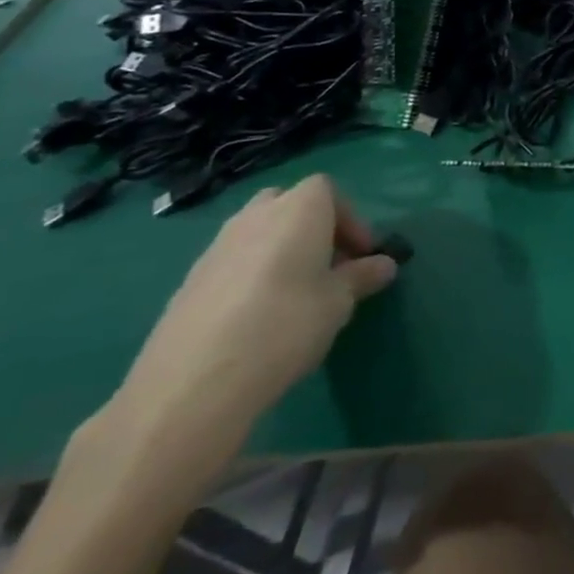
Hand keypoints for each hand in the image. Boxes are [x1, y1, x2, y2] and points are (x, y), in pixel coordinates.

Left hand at [109, 176, 396, 475]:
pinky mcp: (189, 283)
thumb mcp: (339, 301)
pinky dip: (251, 275)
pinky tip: (258, 316)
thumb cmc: (286, 324)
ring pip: (256, 233)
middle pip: (287, 203)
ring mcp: (215, 249)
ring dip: (280, 251)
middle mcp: (254, 217)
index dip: (349, 219)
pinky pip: (232, 263)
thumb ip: (362, 276)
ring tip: (295, 293)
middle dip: (311, 226)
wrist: (193, 383)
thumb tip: (384, 264)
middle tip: (328, 264)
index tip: (361, 254)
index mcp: (297, 210)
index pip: (327, 191)